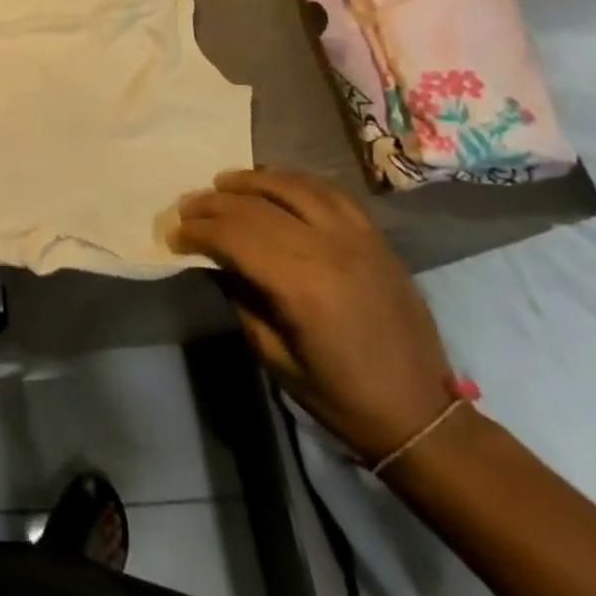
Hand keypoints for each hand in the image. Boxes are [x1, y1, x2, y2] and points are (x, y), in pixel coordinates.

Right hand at [171, 169, 454, 462]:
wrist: (421, 414)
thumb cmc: (340, 395)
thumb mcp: (274, 356)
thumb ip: (240, 298)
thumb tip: (212, 259)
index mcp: (302, 286)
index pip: (235, 236)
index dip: (198, 231)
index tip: (174, 235)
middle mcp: (329, 249)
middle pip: (257, 207)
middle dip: (214, 203)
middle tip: (187, 208)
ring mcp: (357, 238)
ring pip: (292, 186)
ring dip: (251, 181)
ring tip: (223, 184)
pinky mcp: (376, 237)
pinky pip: (330, 192)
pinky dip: (295, 181)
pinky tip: (275, 184)